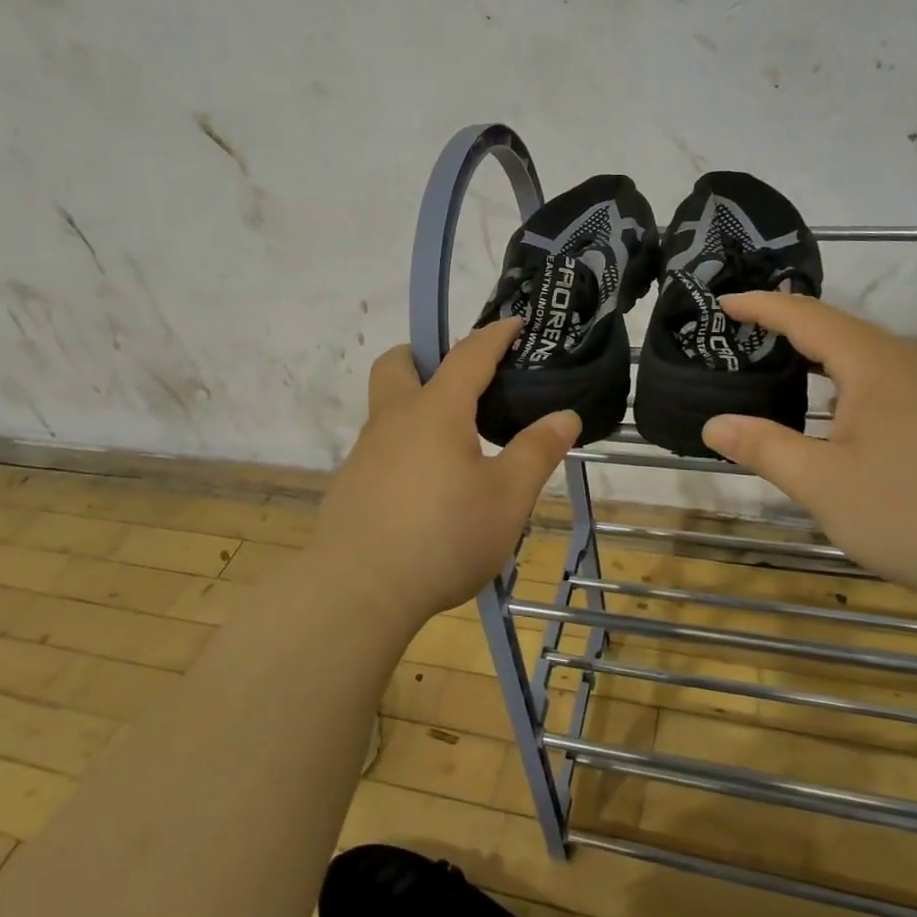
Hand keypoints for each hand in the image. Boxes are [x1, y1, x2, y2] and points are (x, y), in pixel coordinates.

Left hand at [311, 319, 580, 628]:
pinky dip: (405, 450)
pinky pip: (381, 450)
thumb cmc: (444, 536)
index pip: (468, 355)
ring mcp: (365, 453)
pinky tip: (427, 492)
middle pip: (397, 364)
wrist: (358, 592)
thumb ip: (537, 452)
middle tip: (460, 383)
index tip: (515, 324)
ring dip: (417, 409)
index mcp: (436, 411)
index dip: (494, 335)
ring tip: (456, 448)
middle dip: (424, 357)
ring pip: (387, 410)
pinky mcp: (351, 486)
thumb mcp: (507, 498)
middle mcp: (394, 420)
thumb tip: (565, 415)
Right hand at [701, 292, 916, 615]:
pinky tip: (851, 417)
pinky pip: (898, 381)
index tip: (724, 303)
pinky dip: (858, 382)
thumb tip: (714, 424)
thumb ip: (764, 448)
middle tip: (750, 337)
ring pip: (874, 357)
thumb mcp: (822, 483)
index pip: (806, 317)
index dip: (762, 306)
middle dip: (792, 328)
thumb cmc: (914, 513)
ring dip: (828, 358)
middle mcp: (914, 363)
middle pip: (843, 330)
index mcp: (875, 365)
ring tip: (792, 373)